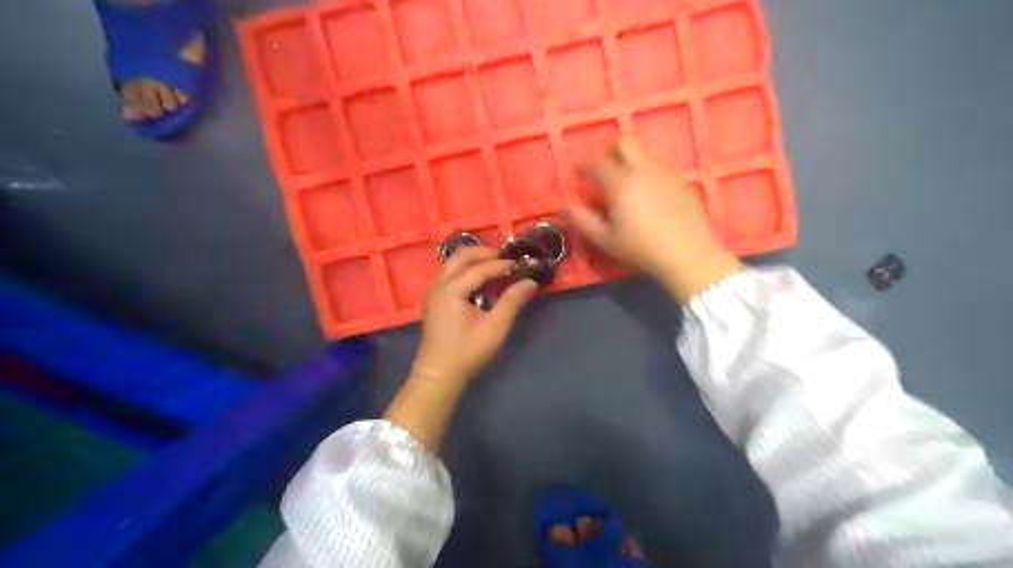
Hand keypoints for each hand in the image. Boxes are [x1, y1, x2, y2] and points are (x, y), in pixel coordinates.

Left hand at [408, 246, 537, 387]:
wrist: (438, 376)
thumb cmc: (467, 352)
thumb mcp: (495, 328)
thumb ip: (512, 301)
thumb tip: (530, 282)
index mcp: (451, 289)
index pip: (480, 268)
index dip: (501, 264)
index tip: (520, 264)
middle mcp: (439, 285)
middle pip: (460, 257)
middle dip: (484, 253)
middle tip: (505, 258)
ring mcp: (433, 292)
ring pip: (452, 264)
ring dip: (474, 261)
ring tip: (495, 266)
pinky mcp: (433, 301)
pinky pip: (449, 275)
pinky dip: (466, 271)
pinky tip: (480, 281)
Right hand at [567, 136, 741, 302]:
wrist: (687, 254)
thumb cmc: (641, 248)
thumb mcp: (605, 239)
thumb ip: (582, 220)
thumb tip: (565, 205)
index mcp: (620, 182)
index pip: (596, 163)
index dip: (583, 167)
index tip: (578, 175)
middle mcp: (643, 169)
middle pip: (625, 141)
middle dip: (610, 151)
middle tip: (604, 170)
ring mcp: (665, 172)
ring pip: (644, 153)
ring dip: (630, 161)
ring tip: (625, 186)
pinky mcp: (681, 180)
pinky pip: (658, 166)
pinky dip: (646, 172)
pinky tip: (647, 195)